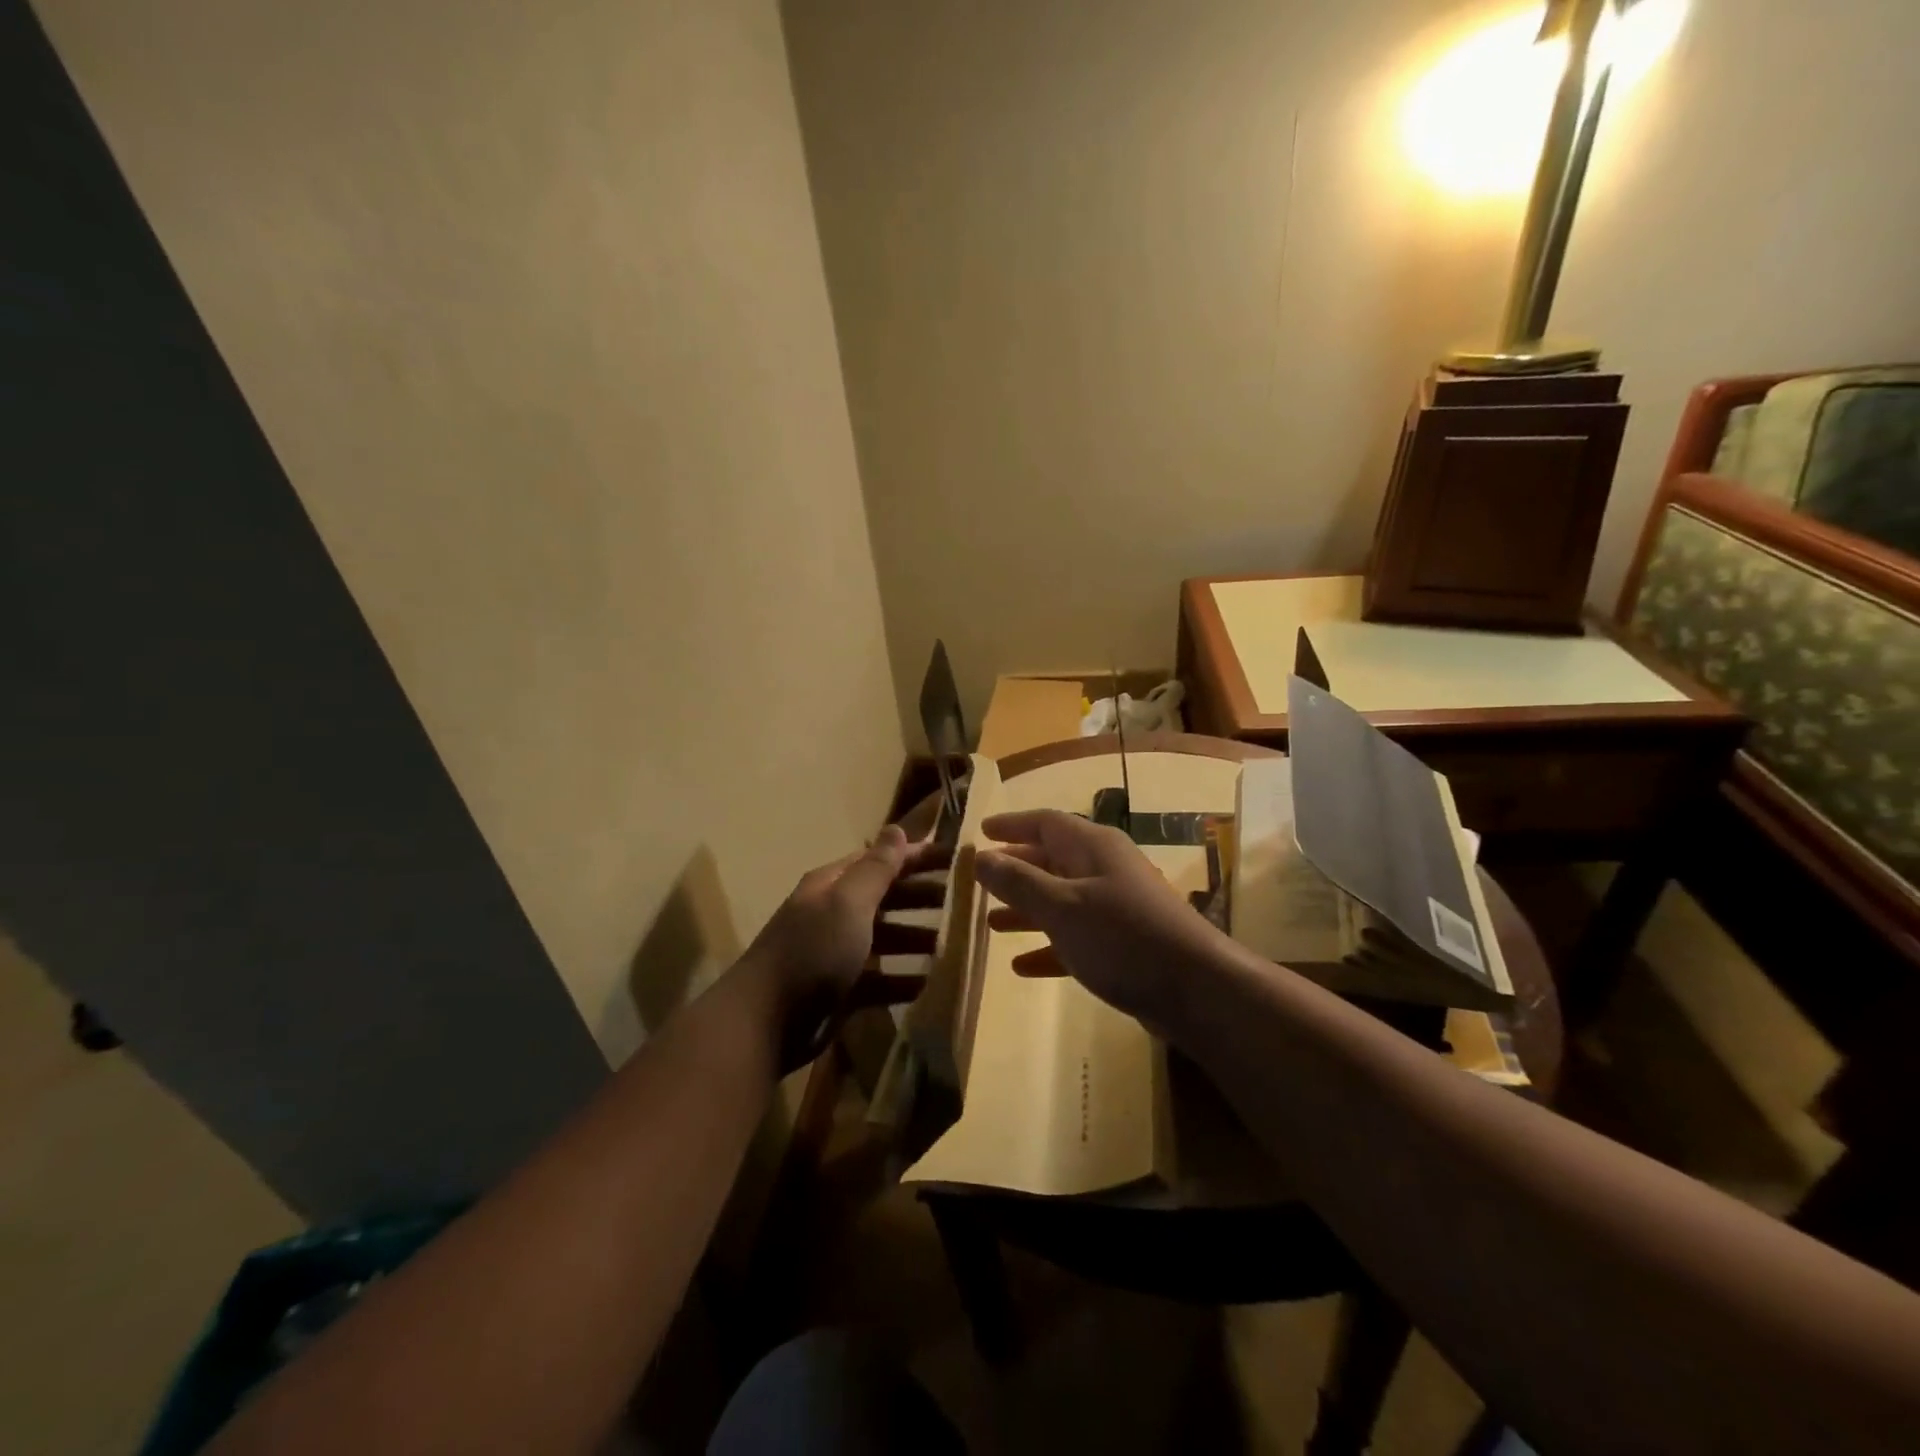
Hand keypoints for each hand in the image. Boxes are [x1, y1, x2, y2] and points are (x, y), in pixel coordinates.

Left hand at [743, 825, 949, 1065]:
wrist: (765, 1022)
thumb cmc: (813, 951)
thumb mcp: (848, 902)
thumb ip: (876, 868)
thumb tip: (896, 828)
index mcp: (832, 886)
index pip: (880, 861)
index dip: (915, 856)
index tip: (955, 857)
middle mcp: (833, 914)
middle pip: (885, 898)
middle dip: (920, 896)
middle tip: (961, 900)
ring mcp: (835, 954)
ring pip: (884, 939)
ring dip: (916, 938)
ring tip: (952, 943)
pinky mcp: (839, 992)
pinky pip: (879, 980)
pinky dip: (903, 980)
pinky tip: (930, 985)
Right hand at [975, 809, 1228, 1031]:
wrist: (1196, 989)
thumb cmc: (1122, 937)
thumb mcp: (1062, 907)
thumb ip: (1018, 881)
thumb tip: (980, 856)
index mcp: (1092, 847)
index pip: (1045, 822)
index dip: (1011, 825)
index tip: (981, 832)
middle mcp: (1104, 869)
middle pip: (1051, 860)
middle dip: (1016, 870)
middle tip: (980, 881)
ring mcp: (1116, 907)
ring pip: (1061, 900)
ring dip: (1027, 910)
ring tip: (991, 924)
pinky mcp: (1123, 944)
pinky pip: (1075, 937)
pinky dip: (1048, 947)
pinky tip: (1022, 966)